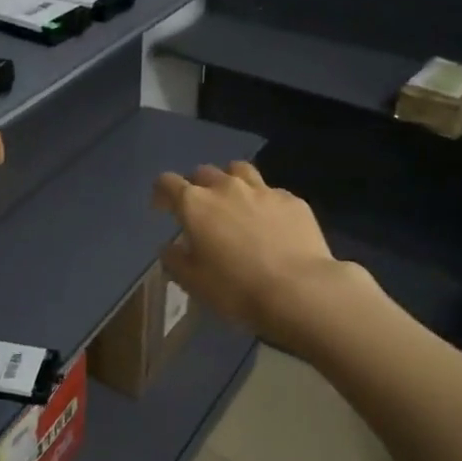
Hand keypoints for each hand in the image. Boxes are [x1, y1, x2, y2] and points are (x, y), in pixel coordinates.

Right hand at [152, 161, 347, 344]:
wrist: (299, 290)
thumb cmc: (236, 289)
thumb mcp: (194, 282)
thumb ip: (175, 260)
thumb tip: (169, 247)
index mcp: (195, 204)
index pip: (168, 182)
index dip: (162, 192)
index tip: (162, 207)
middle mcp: (226, 188)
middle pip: (204, 172)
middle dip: (197, 186)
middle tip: (201, 209)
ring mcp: (262, 190)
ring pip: (239, 170)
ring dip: (230, 181)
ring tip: (234, 201)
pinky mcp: (292, 200)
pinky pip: (271, 192)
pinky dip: (263, 201)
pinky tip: (270, 222)